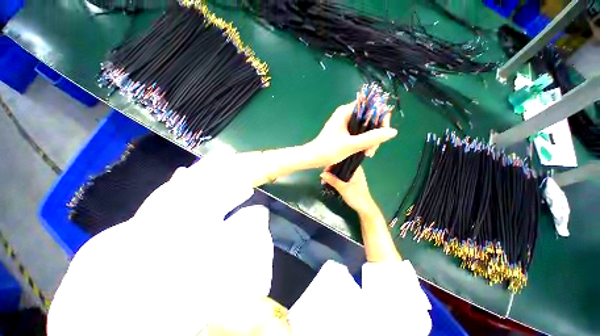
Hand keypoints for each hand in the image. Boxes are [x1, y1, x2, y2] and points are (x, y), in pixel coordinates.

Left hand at [306, 102, 396, 167]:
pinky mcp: (344, 131)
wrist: (313, 158)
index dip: (380, 119)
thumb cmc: (328, 150)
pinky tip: (364, 152)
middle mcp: (346, 114)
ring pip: (365, 127)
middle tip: (372, 150)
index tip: (382, 135)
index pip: (371, 107)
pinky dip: (363, 142)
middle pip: (370, 118)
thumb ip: (371, 138)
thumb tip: (393, 131)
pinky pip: (359, 133)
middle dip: (375, 133)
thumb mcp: (351, 145)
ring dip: (370, 140)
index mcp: (346, 111)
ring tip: (368, 154)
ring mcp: (345, 123)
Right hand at [320, 166, 377, 216]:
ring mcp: (354, 175)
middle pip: (341, 165)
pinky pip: (342, 176)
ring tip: (324, 179)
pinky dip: (336, 178)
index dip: (332, 163)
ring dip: (332, 174)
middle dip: (331, 170)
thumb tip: (322, 174)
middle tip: (323, 175)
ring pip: (341, 171)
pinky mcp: (352, 181)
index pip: (342, 160)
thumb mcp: (343, 188)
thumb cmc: (356, 197)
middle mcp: (355, 169)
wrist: (365, 209)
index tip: (324, 170)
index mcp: (356, 168)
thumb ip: (332, 180)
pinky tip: (329, 181)